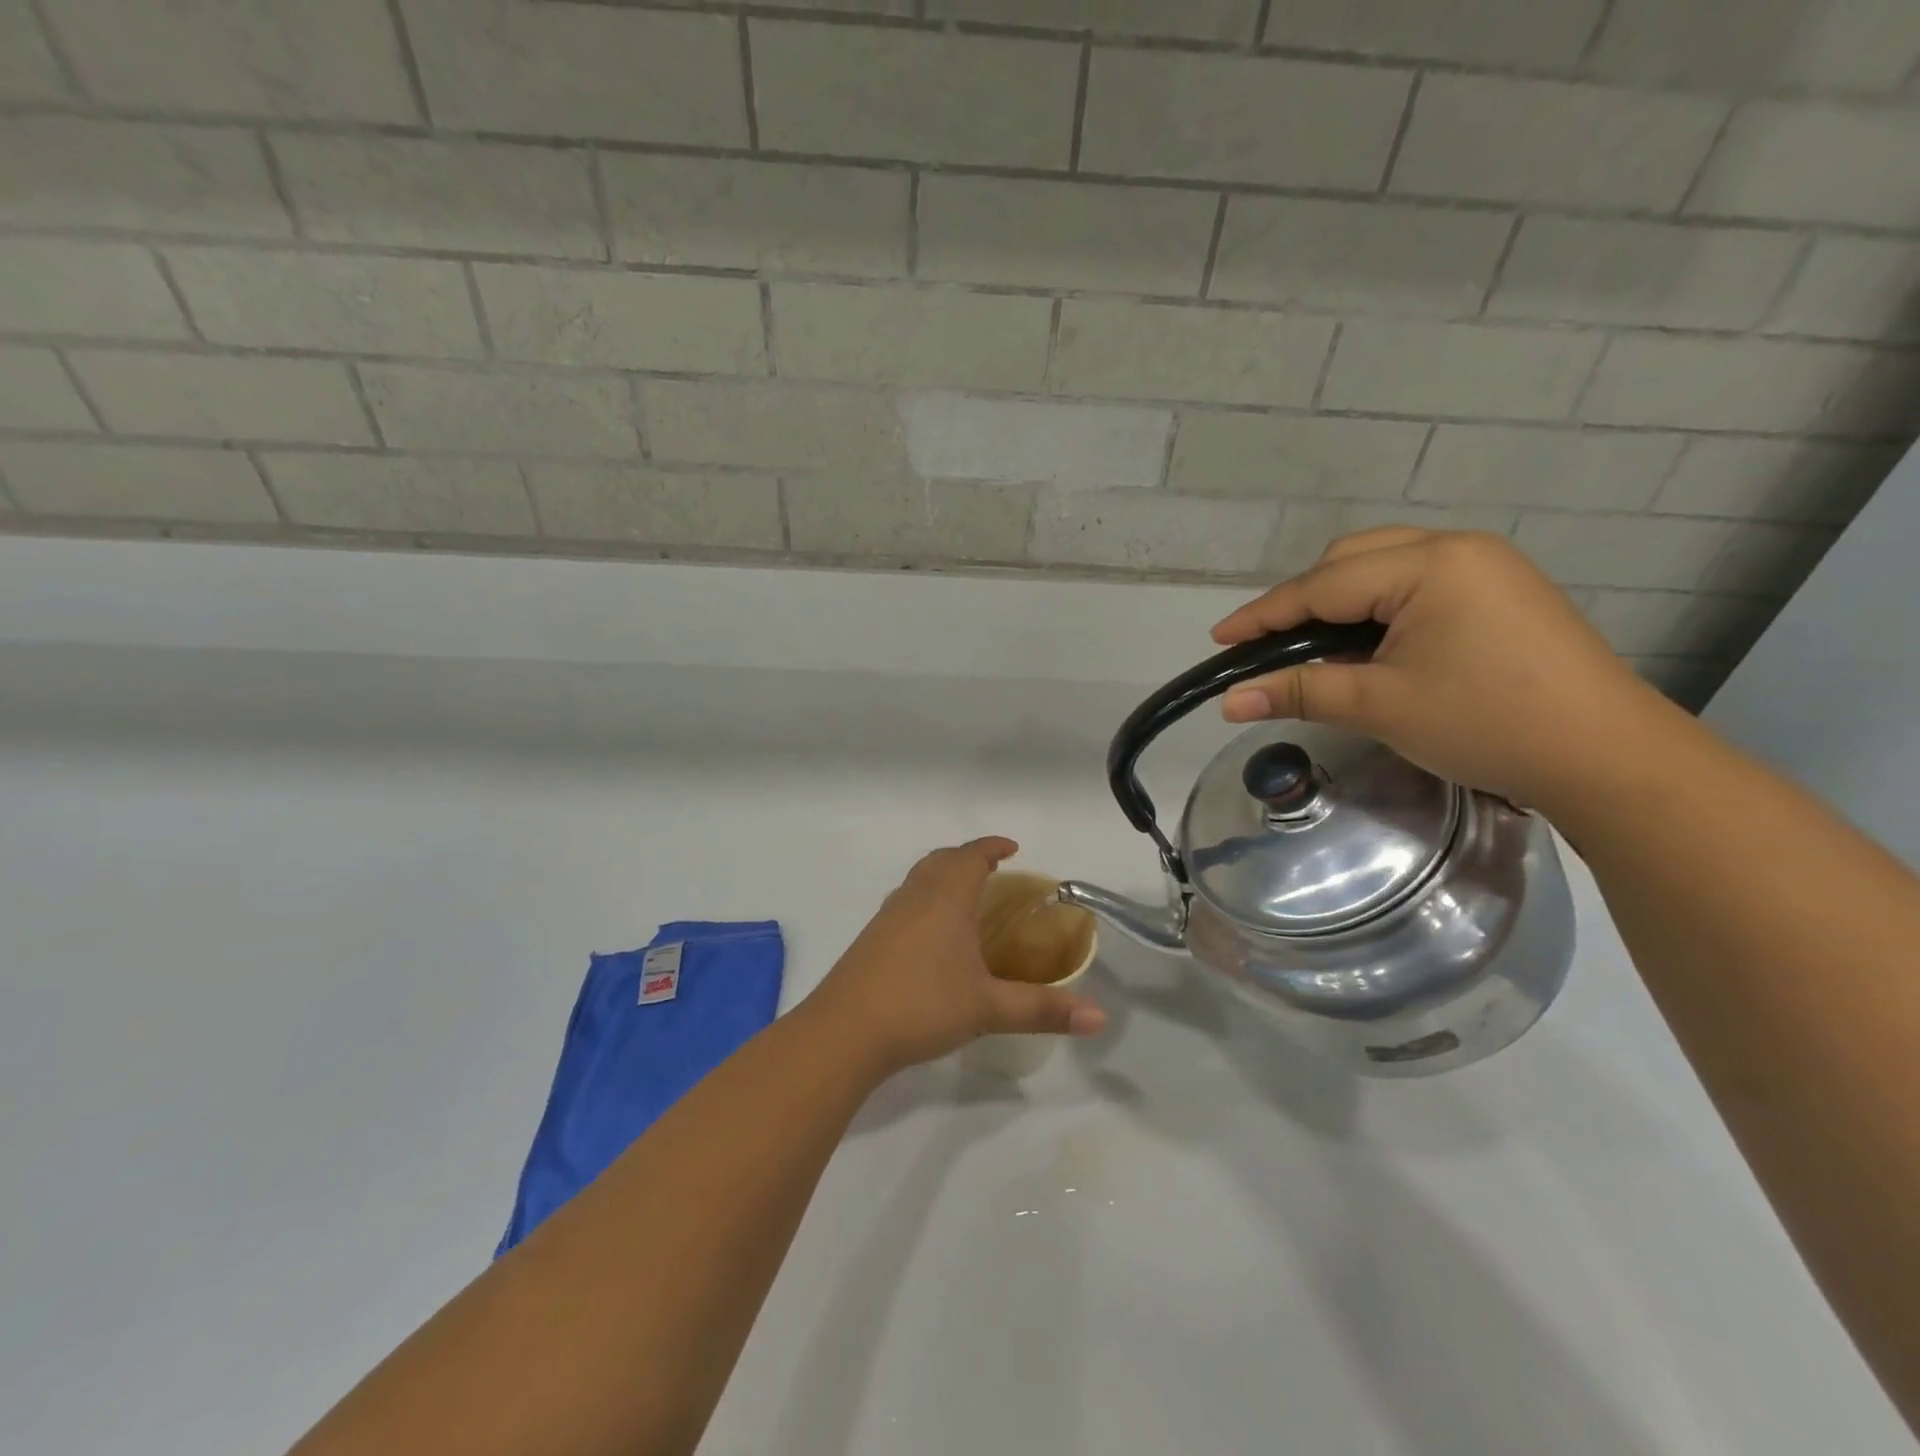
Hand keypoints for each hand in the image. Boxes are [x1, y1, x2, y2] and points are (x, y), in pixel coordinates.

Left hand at [808, 838, 1107, 1075]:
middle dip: (967, 858)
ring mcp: (887, 916)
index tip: (1012, 848)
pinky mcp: (871, 939)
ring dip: (943, 877)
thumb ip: (1043, 1010)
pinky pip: (904, 902)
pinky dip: (925, 901)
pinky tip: (932, 936)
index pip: (971, 856)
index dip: (992, 847)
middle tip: (992, 872)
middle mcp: (915, 897)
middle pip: (941, 860)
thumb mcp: (988, 1008)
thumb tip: (1100, 1018)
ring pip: (918, 880)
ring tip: (965, 899)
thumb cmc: (922, 1005)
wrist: (846, 1031)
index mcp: (946, 898)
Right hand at [1209, 529, 1680, 813]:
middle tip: (1268, 647)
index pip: (1322, 585)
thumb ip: (1299, 692)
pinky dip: (1376, 607)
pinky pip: (1415, 582)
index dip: (1264, 615)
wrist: (1607, 756)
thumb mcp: (1380, 705)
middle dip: (1301, 601)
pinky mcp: (1499, 591)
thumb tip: (1227, 703)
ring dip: (1338, 601)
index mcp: (1430, 564)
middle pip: (1349, 560)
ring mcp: (1485, 567)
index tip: (1218, 639)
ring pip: (1382, 567)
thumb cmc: (1487, 723)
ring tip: (1311, 646)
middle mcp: (1457, 548)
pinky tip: (1366, 641)